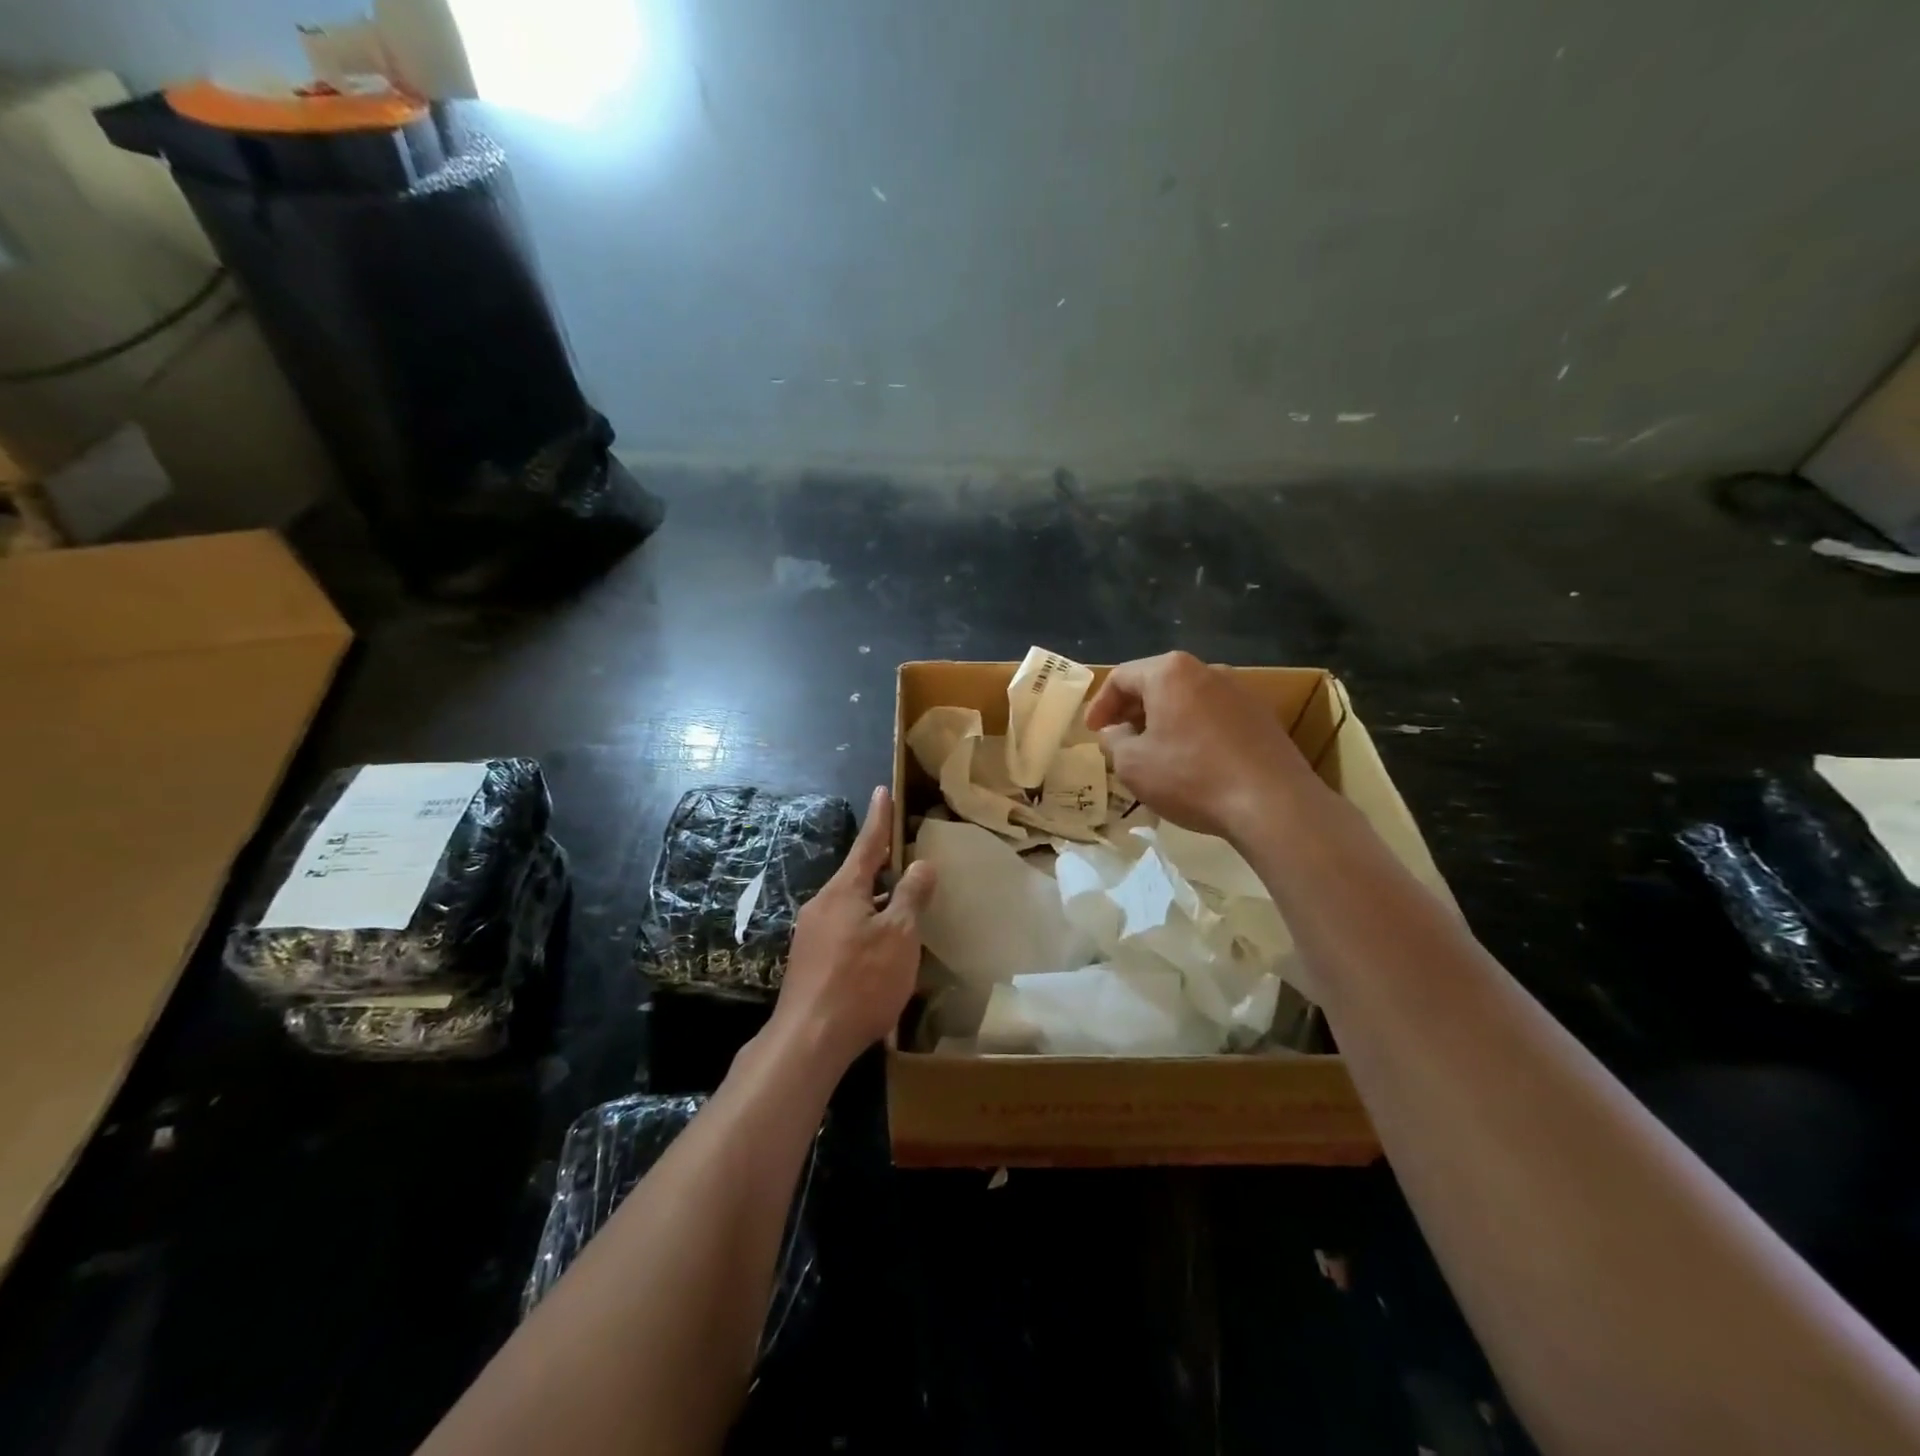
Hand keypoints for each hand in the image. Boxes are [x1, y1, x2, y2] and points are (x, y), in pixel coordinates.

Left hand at [772, 786, 935, 1075]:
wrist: (809, 1039)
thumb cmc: (861, 980)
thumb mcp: (898, 936)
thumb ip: (910, 897)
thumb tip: (921, 864)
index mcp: (843, 891)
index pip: (867, 844)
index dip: (879, 818)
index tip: (881, 791)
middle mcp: (822, 905)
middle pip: (857, 877)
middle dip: (881, 867)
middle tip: (906, 858)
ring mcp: (811, 934)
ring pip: (851, 906)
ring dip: (876, 902)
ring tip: (903, 908)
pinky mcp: (809, 961)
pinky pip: (844, 930)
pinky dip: (866, 927)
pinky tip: (882, 949)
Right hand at [1084, 651, 1313, 841]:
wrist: (1272, 803)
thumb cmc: (1190, 777)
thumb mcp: (1132, 764)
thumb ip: (1114, 741)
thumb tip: (1114, 731)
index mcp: (1170, 672)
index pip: (1122, 677)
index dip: (1100, 704)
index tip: (1093, 732)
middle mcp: (1207, 670)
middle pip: (1157, 683)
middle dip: (1133, 711)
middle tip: (1119, 740)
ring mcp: (1240, 691)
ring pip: (1187, 699)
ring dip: (1164, 721)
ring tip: (1154, 753)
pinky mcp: (1262, 716)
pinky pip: (1214, 716)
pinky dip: (1194, 731)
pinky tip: (1192, 762)